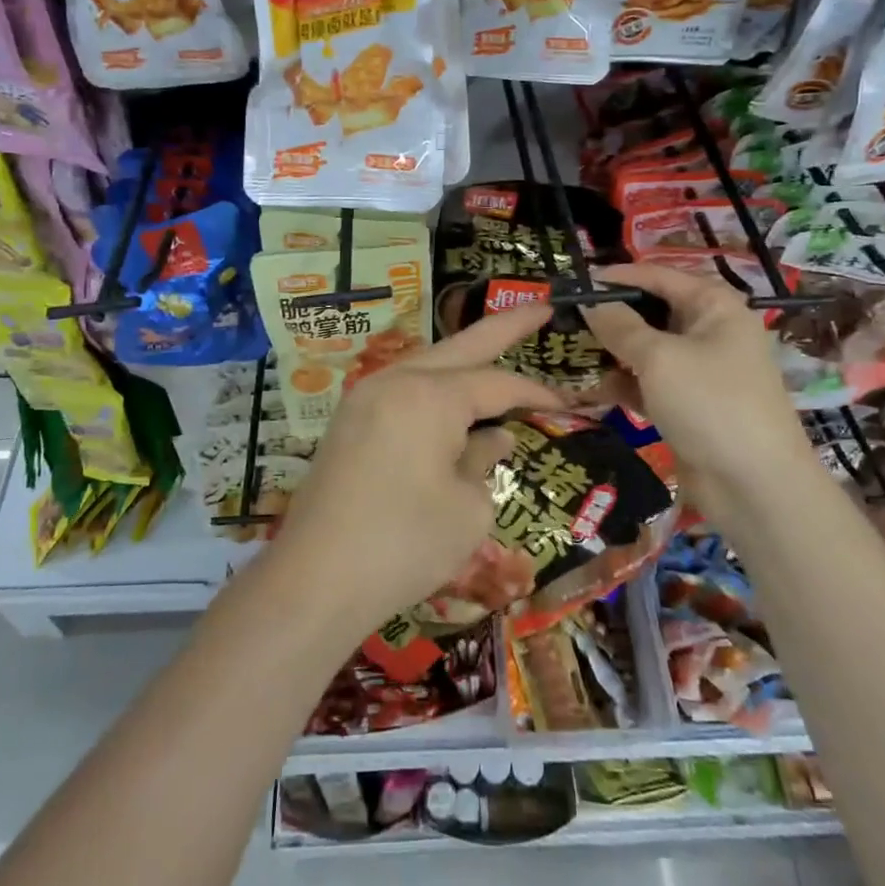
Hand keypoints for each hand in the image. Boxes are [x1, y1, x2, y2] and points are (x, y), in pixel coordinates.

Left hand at [267, 304, 564, 633]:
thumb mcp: (468, 509)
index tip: (568, 402)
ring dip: (463, 356)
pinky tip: (449, 397)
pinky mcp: (348, 422)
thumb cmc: (404, 544)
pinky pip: (402, 389)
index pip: (497, 384)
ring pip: (426, 364)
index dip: (535, 392)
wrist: (316, 578)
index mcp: (431, 396)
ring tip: (496, 347)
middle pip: (460, 346)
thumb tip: (491, 439)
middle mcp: (396, 382)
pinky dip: (433, 387)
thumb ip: (484, 463)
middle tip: (540, 307)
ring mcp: (365, 398)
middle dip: (503, 327)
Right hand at [580, 262, 815, 498]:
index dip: (617, 277)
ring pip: (646, 350)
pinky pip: (648, 383)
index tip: (575, 282)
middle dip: (611, 316)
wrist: (756, 486)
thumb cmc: (710, 403)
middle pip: (651, 312)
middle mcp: (708, 331)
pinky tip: (589, 389)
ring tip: (568, 352)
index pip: (658, 276)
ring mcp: (699, 371)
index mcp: (713, 306)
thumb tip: (589, 302)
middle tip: (566, 319)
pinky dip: (623, 384)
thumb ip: (619, 326)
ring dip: (612, 352)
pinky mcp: (688, 405)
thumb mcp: (658, 358)